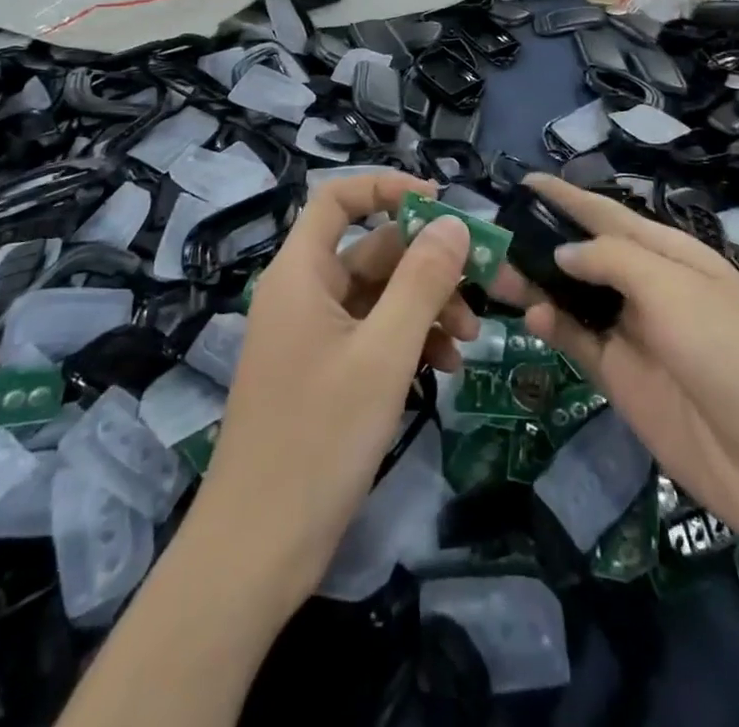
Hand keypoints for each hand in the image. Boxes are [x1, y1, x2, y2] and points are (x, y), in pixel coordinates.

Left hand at [194, 172, 479, 604]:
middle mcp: (304, 293)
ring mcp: (313, 334)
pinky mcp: (324, 371)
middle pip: (372, 248)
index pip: (338, 198)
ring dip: (427, 306)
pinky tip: (444, 368)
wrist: (257, 551)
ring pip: (380, 294)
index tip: (441, 204)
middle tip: (480, 289)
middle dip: (428, 264)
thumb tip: (454, 223)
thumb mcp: (384, 354)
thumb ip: (422, 281)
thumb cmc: (319, 440)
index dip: (387, 188)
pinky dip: (410, 340)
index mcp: (301, 273)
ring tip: (469, 341)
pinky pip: (373, 333)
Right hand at [500, 176, 738, 574]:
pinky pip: (579, 342)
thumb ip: (613, 261)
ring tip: (498, 275)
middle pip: (586, 256)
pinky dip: (554, 327)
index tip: (523, 183)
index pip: (609, 215)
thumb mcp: (674, 289)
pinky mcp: (622, 378)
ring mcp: (634, 334)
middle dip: (544, 242)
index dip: (568, 198)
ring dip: (540, 285)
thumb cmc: (729, 352)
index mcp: (671, 254)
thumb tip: (562, 252)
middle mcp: (649, 287)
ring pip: (575, 298)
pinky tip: (534, 319)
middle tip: (493, 237)